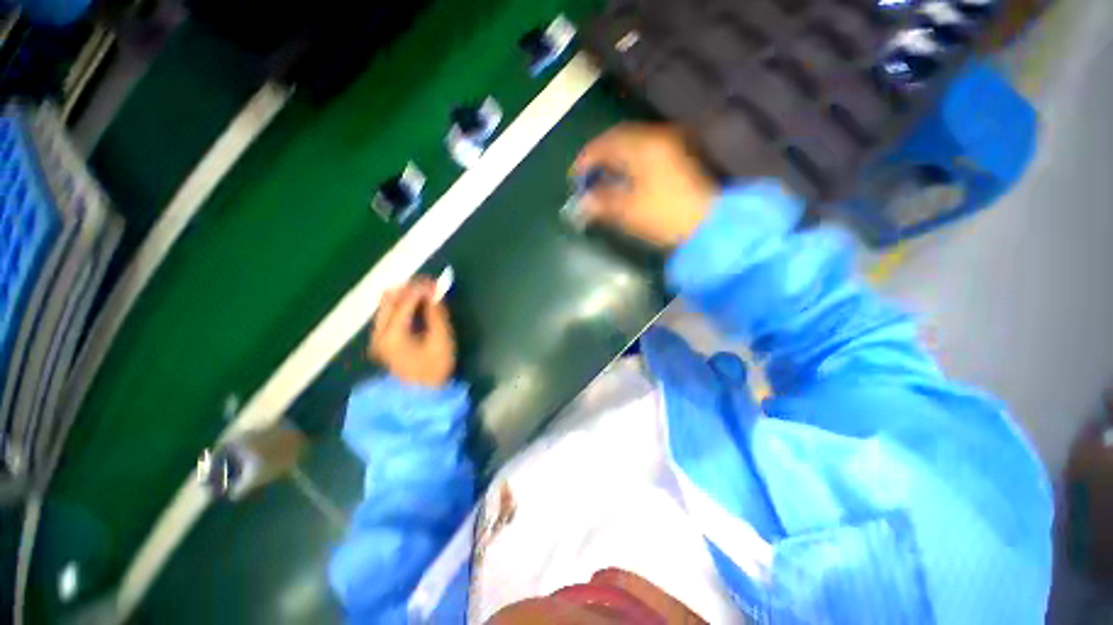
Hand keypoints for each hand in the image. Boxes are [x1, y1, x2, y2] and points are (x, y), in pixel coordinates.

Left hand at [369, 278, 455, 387]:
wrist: (420, 395)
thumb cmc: (434, 369)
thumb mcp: (441, 341)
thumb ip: (437, 314)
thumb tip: (435, 292)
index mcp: (393, 334)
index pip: (404, 302)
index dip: (420, 288)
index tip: (435, 281)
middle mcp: (379, 332)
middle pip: (388, 298)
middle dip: (409, 288)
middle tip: (430, 286)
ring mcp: (377, 336)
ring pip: (386, 304)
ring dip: (405, 295)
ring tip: (426, 294)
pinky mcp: (381, 339)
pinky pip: (388, 313)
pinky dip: (402, 305)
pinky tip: (418, 306)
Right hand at [572, 123, 717, 248]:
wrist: (709, 225)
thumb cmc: (665, 217)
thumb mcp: (628, 211)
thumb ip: (601, 202)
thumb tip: (581, 203)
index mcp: (643, 147)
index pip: (605, 144)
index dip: (585, 160)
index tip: (573, 178)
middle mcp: (657, 137)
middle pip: (618, 137)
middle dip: (598, 155)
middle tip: (586, 176)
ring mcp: (671, 144)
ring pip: (632, 143)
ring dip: (613, 157)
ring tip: (602, 177)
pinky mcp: (678, 156)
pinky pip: (645, 150)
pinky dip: (629, 160)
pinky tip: (624, 176)